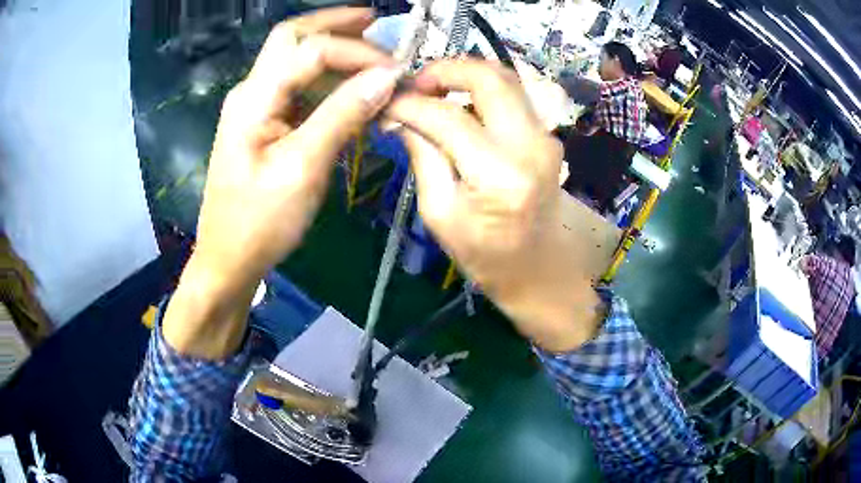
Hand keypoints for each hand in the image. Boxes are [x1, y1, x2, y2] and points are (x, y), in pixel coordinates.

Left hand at [163, 8, 399, 357]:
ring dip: (334, 50)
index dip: (357, 53)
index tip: (396, 71)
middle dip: (334, 24)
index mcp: (254, 98)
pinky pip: (298, 89)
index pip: (311, 50)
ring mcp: (256, 107)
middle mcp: (252, 92)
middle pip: (292, 38)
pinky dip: (327, 80)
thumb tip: (387, 76)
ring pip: (295, 59)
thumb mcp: (303, 168)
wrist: (229, 260)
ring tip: (372, 50)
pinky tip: (351, 87)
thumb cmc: (259, 223)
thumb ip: (343, 115)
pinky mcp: (264, 125)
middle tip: (375, 21)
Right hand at [387, 60, 601, 351]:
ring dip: (466, 76)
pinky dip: (483, 90)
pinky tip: (460, 104)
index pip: (448, 117)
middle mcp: (531, 145)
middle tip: (415, 83)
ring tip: (433, 90)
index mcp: (500, 174)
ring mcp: (547, 137)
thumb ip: (423, 155)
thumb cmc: (484, 255)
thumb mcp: (439, 213)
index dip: (411, 103)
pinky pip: (514, 97)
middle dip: (446, 69)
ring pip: (506, 79)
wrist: (539, 270)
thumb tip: (400, 115)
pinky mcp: (548, 137)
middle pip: (490, 78)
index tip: (386, 101)